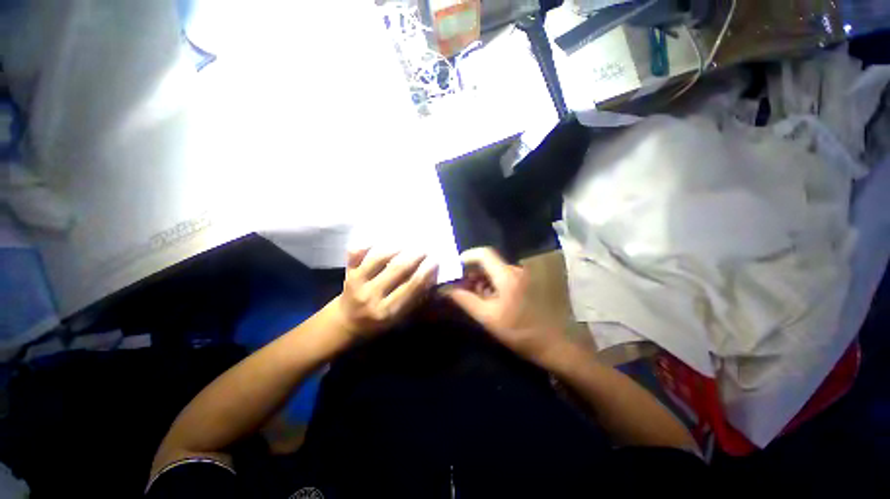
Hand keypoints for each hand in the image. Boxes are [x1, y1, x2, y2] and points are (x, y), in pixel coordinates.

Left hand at [334, 248, 438, 337]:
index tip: (435, 260)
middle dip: (414, 256)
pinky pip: (356, 254)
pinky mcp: (347, 273)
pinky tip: (380, 240)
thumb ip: (414, 299)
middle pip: (397, 270)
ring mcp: (357, 283)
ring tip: (407, 243)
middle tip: (424, 248)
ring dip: (395, 248)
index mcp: (388, 311)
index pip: (411, 287)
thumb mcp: (399, 317)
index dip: (425, 272)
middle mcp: (372, 296)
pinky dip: (367, 245)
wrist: (347, 323)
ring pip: (378, 259)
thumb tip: (430, 277)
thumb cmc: (378, 321)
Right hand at [442, 247, 565, 364]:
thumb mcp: (487, 317)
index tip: (454, 269)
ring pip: (494, 269)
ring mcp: (522, 275)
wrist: (552, 343)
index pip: (483, 254)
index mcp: (507, 276)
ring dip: (481, 279)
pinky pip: (502, 276)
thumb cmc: (518, 332)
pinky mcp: (525, 282)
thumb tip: (446, 289)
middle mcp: (515, 270)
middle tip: (460, 286)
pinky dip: (491, 283)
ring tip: (472, 294)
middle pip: (488, 262)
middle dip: (471, 271)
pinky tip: (487, 298)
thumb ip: (465, 300)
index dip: (466, 257)